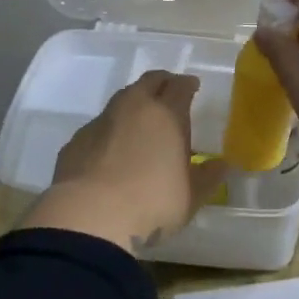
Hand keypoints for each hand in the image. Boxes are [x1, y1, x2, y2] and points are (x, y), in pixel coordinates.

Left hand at [24, 70, 230, 255]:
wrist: (89, 217)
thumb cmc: (152, 202)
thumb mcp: (191, 196)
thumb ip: (208, 177)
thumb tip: (222, 165)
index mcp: (166, 114)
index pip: (180, 86)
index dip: (188, 84)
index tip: (192, 87)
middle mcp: (133, 107)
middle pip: (149, 82)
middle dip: (161, 83)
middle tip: (169, 92)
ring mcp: (101, 122)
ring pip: (121, 100)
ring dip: (134, 105)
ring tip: (141, 122)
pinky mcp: (77, 140)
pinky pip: (99, 126)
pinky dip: (110, 130)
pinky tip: (112, 150)